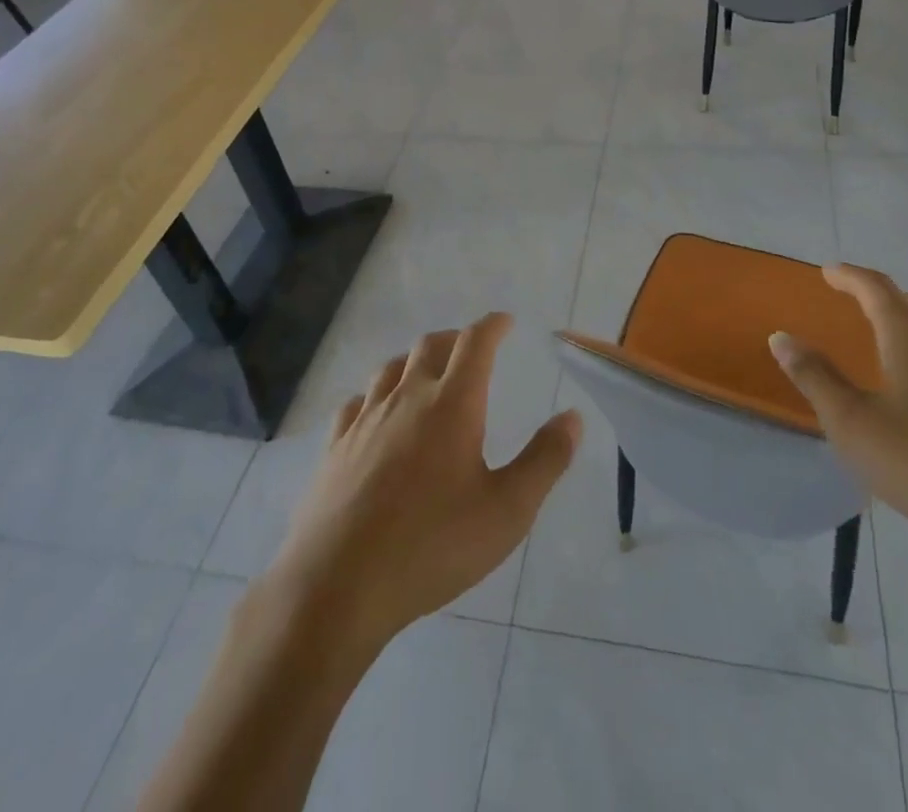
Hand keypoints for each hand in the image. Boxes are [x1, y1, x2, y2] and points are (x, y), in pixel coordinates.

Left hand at [265, 312, 581, 652]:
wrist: (336, 586)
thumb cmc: (432, 546)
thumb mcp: (507, 511)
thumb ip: (544, 460)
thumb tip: (572, 417)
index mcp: (452, 405)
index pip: (475, 343)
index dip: (492, 326)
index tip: (504, 321)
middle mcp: (407, 398)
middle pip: (430, 346)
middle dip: (456, 339)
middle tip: (471, 348)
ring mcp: (365, 420)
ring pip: (391, 368)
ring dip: (415, 360)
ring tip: (427, 373)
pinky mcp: (334, 447)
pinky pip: (356, 402)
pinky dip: (375, 393)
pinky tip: (375, 411)